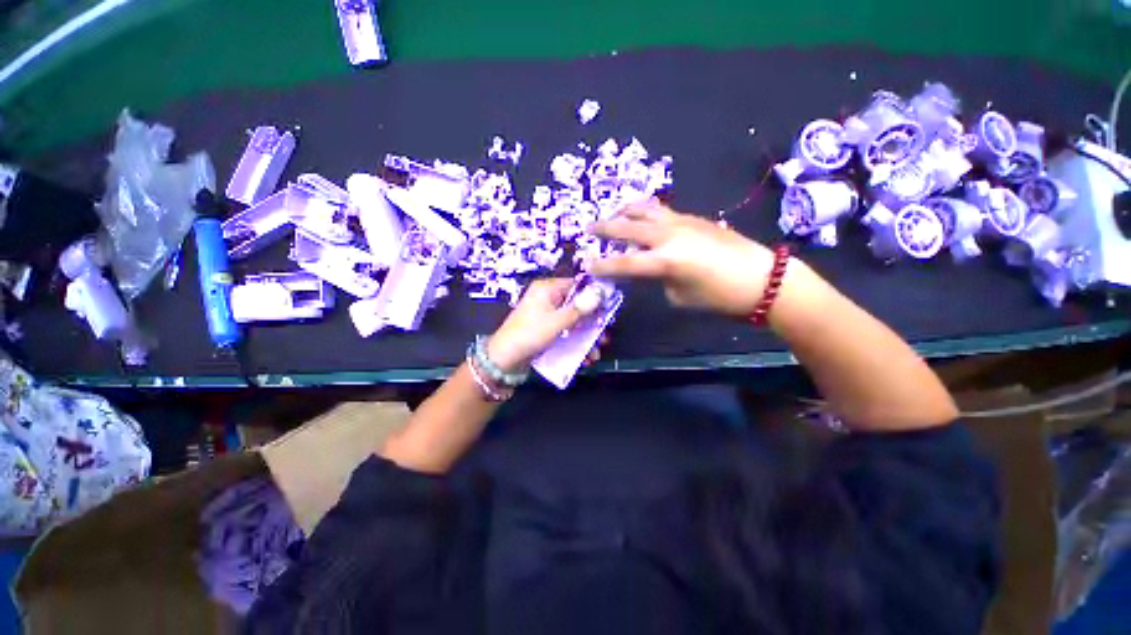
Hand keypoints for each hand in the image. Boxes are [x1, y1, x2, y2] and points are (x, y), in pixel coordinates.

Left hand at [487, 278, 599, 372]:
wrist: (503, 361)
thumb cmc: (530, 334)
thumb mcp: (557, 321)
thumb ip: (580, 308)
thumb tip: (600, 292)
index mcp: (547, 289)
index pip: (576, 285)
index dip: (593, 296)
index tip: (609, 308)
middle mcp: (547, 300)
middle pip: (577, 306)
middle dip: (592, 323)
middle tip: (604, 336)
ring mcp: (546, 317)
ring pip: (573, 322)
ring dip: (586, 337)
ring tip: (596, 353)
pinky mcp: (546, 332)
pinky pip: (565, 333)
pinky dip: (575, 343)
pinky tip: (585, 358)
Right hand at [591, 201, 774, 316]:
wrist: (762, 278)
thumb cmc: (720, 296)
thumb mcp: (680, 295)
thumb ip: (659, 278)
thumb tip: (649, 267)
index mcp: (665, 260)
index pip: (624, 262)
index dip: (602, 265)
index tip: (586, 265)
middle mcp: (669, 235)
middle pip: (628, 227)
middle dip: (605, 227)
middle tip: (588, 228)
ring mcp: (681, 221)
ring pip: (645, 209)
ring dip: (625, 211)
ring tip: (614, 214)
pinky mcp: (693, 217)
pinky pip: (661, 210)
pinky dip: (645, 212)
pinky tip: (641, 217)